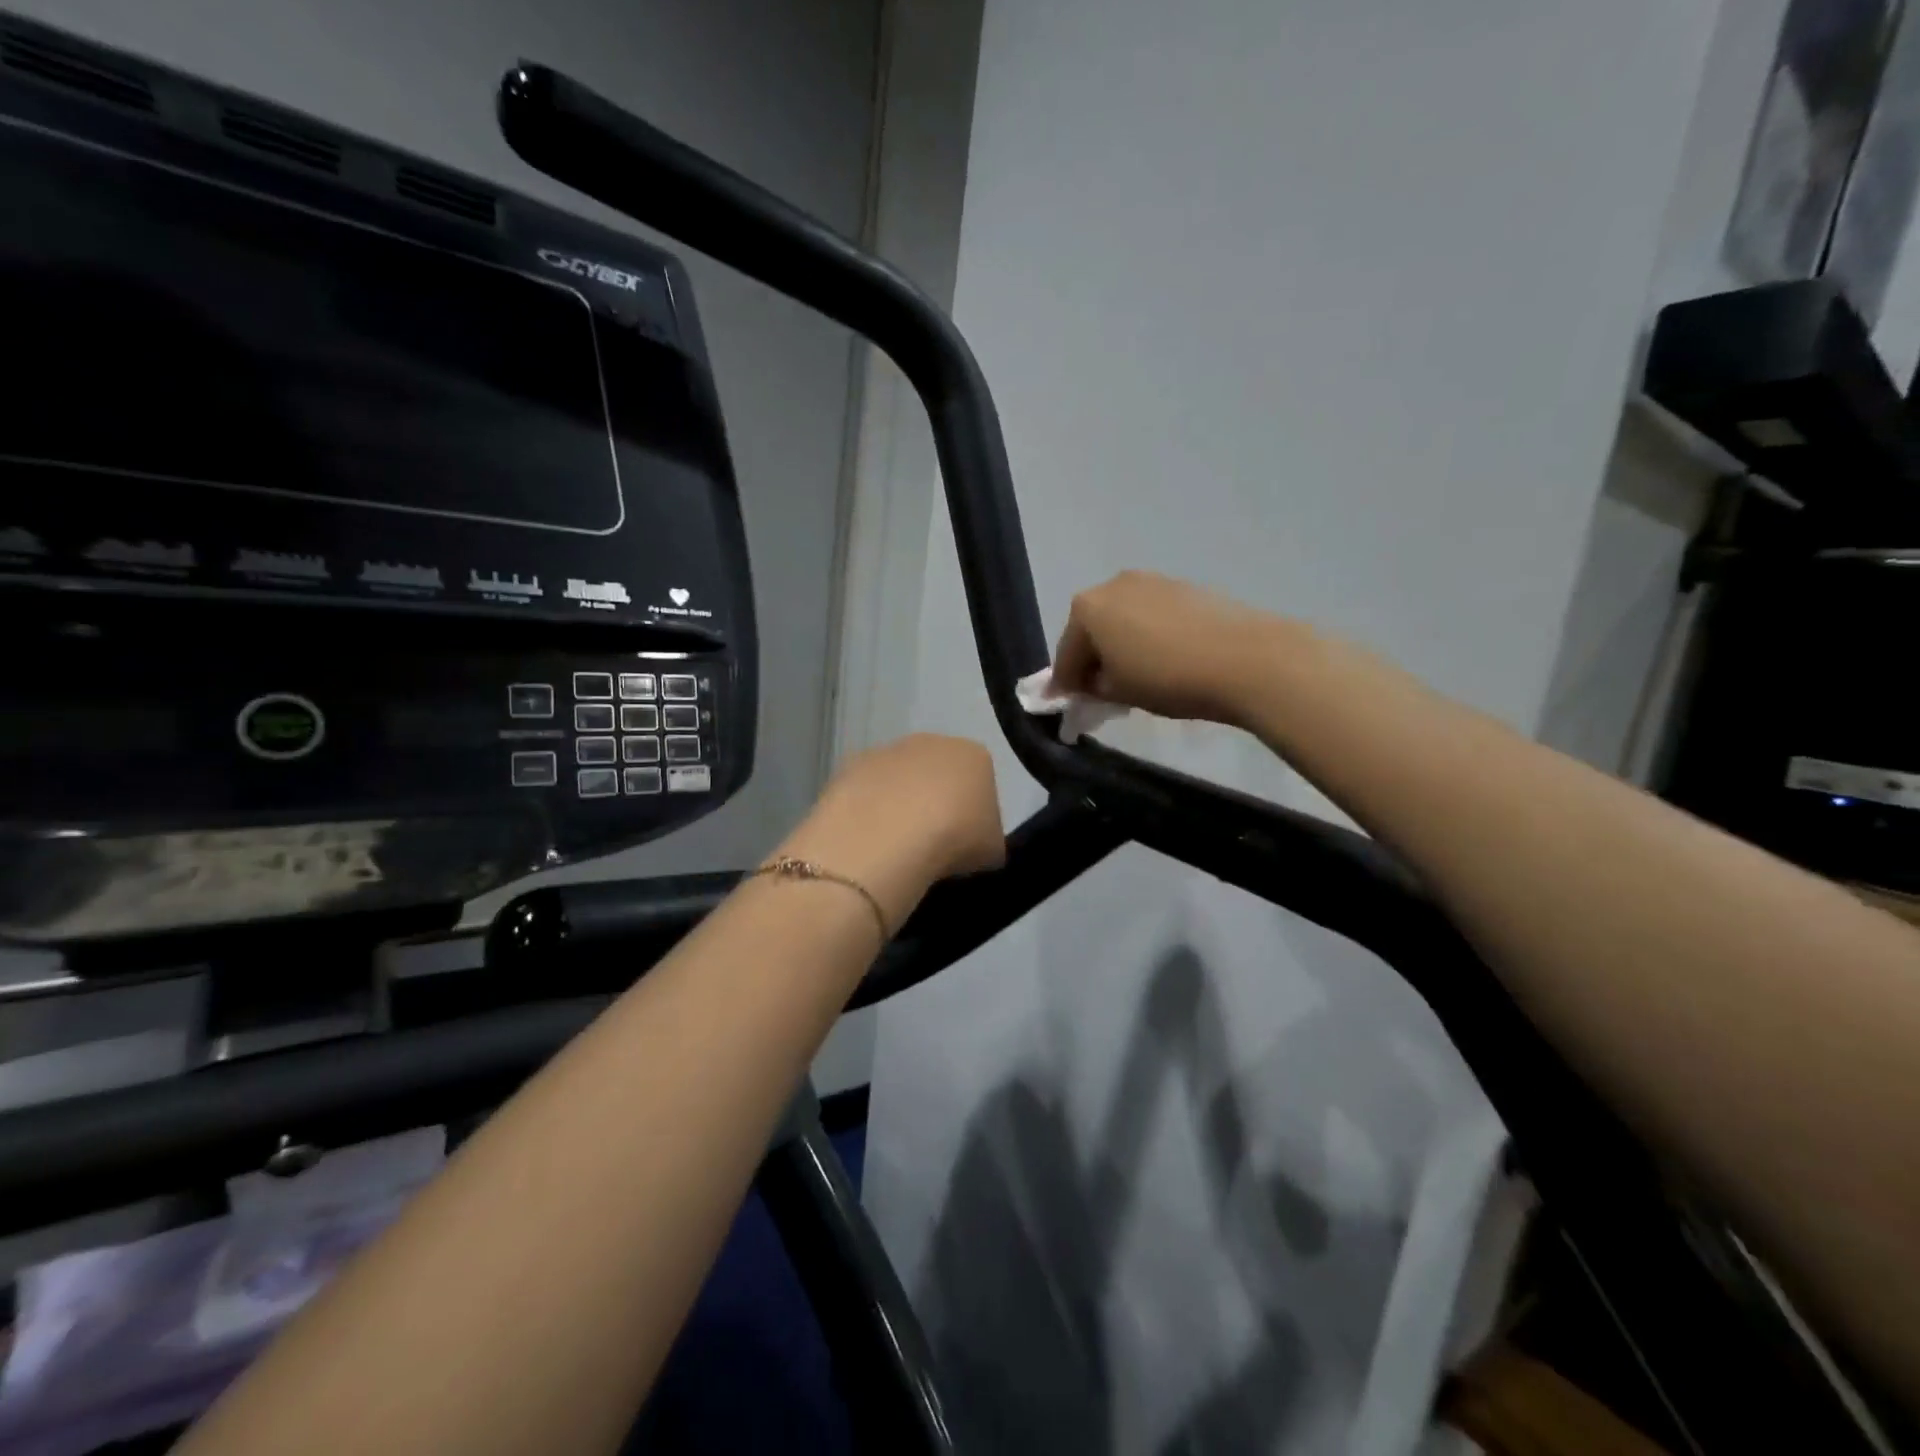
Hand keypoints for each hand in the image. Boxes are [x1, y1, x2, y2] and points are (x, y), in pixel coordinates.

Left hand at [781, 734, 1004, 930]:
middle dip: (935, 802)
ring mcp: (886, 750)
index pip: (982, 781)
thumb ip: (988, 838)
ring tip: (896, 847)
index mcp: (974, 755)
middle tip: (932, 843)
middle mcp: (931, 741)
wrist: (889, 837)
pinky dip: (867, 811)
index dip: (975, 814)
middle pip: (937, 773)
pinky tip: (869, 841)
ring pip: (898, 780)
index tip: (967, 842)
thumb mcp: (993, 851)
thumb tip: (974, 843)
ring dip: (898, 805)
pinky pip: (866, 791)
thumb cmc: (954, 839)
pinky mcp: (848, 766)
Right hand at [1051, 571, 1287, 727]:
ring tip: (1136, 675)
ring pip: (1122, 619)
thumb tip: (1090, 684)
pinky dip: (1147, 635)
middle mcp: (1113, 585)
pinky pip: (1150, 615)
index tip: (1070, 706)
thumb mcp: (1119, 693)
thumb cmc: (1166, 677)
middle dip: (1093, 659)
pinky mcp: (1183, 586)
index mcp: (1086, 608)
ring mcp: (1151, 580)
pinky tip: (1163, 658)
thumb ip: (1093, 687)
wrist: (1244, 658)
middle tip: (1102, 691)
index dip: (1066, 684)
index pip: (1066, 653)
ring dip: (1121, 645)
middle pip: (1091, 629)